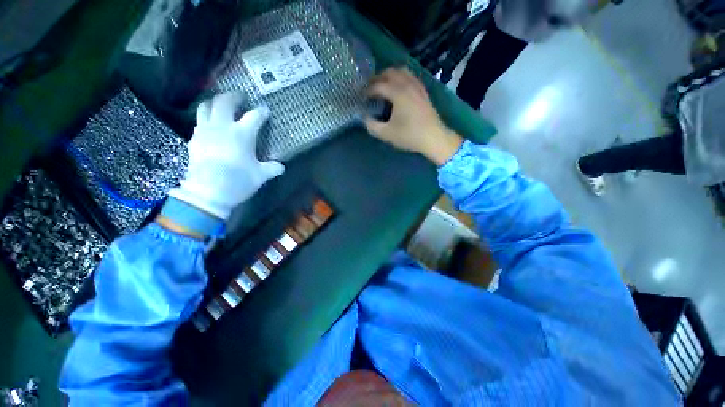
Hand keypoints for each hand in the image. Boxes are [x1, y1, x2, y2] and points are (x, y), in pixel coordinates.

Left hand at [168, 93, 283, 219]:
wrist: (208, 192)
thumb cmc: (239, 180)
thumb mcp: (261, 176)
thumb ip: (272, 168)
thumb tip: (281, 167)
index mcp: (242, 134)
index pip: (254, 117)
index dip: (261, 112)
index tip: (265, 110)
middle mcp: (222, 127)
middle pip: (224, 102)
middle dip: (233, 96)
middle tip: (240, 96)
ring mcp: (205, 131)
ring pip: (206, 107)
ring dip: (214, 102)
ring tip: (221, 105)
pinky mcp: (194, 140)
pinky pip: (199, 122)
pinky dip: (206, 118)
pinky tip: (210, 125)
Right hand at [364, 68, 462, 165]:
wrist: (433, 138)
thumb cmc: (409, 136)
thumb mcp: (386, 134)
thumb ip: (372, 125)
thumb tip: (365, 117)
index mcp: (398, 93)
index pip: (378, 85)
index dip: (368, 91)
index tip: (362, 98)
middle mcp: (408, 84)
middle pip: (390, 72)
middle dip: (377, 78)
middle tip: (371, 89)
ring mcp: (417, 86)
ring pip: (402, 71)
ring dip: (390, 76)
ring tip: (383, 87)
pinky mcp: (423, 91)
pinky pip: (410, 77)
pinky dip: (401, 79)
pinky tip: (399, 89)